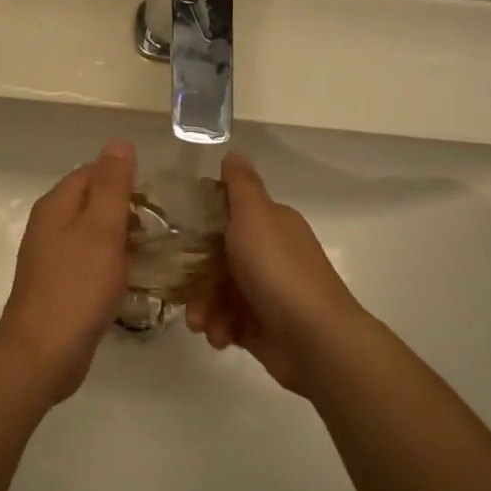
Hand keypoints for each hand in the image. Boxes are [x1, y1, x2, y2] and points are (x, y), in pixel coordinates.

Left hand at [0, 141, 135, 402]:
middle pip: (92, 201)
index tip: (159, 197)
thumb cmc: (77, 286)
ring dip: (121, 237)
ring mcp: (52, 256)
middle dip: (126, 208)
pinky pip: (89, 260)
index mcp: (57, 204)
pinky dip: (110, 262)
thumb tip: (118, 142)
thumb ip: (112, 185)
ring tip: (153, 250)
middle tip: (162, 226)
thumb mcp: (101, 228)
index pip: (93, 171)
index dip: (125, 178)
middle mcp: (49, 224)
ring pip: (92, 232)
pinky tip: (131, 277)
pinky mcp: (59, 284)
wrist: (43, 352)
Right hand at [184, 151, 371, 394]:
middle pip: (217, 257)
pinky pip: (228, 321)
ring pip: (219, 292)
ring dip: (204, 307)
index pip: (228, 212)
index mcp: (270, 223)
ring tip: (202, 324)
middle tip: (182, 290)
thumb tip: (235, 152)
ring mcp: (266, 291)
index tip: (175, 233)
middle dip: (196, 275)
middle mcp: (269, 253)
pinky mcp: (261, 325)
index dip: (200, 221)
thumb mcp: (255, 216)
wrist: (314, 338)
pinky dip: (220, 328)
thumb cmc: (278, 270)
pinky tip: (220, 337)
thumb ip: (241, 185)